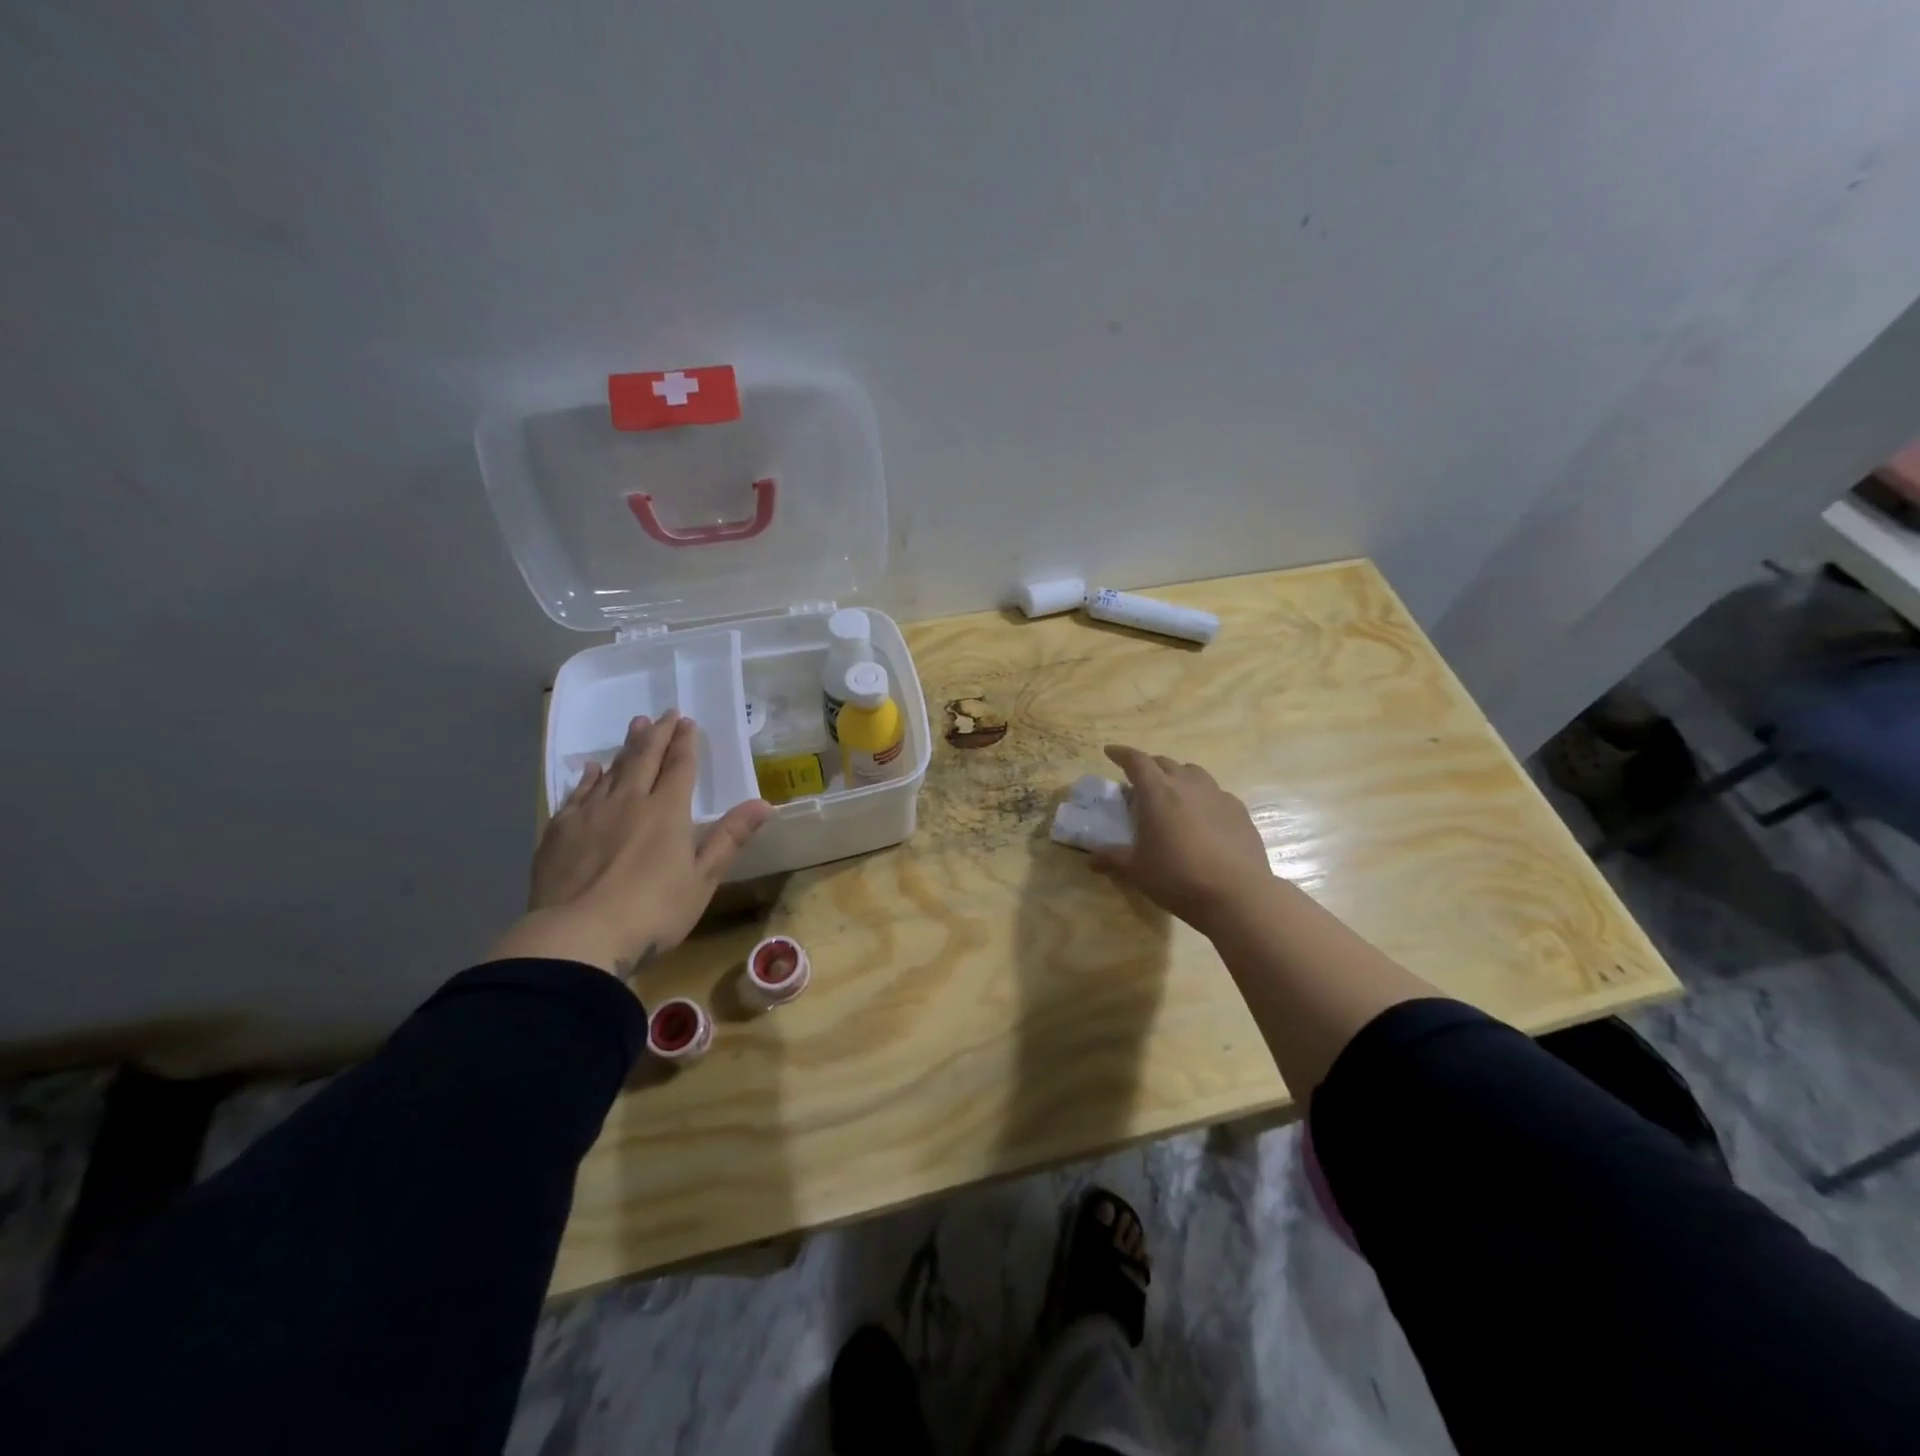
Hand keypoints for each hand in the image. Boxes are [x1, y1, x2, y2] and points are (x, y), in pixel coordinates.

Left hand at [489, 711, 773, 978]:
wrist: (577, 937)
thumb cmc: (652, 912)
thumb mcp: (702, 879)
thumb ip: (730, 838)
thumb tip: (764, 803)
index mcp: (667, 812)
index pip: (680, 767)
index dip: (685, 743)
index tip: (688, 721)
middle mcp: (629, 802)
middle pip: (645, 759)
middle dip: (657, 735)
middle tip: (663, 713)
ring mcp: (590, 814)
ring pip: (611, 771)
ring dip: (626, 748)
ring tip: (634, 727)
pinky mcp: (559, 832)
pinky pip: (577, 794)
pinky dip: (587, 778)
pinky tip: (590, 770)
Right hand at [1091, 745, 1273, 931]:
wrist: (1237, 895)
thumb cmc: (1178, 877)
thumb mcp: (1137, 870)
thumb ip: (1112, 858)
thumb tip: (1091, 859)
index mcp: (1158, 792)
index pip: (1136, 761)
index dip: (1121, 754)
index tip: (1110, 752)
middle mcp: (1188, 784)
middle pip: (1164, 763)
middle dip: (1149, 767)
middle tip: (1139, 784)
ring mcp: (1217, 795)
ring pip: (1193, 773)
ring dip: (1177, 777)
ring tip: (1172, 796)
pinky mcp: (1239, 810)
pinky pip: (1215, 793)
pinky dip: (1202, 797)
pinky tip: (1202, 819)